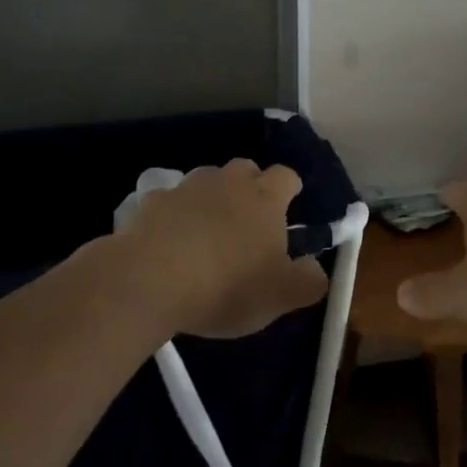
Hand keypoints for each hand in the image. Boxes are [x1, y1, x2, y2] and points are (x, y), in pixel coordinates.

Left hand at [119, 160, 328, 338]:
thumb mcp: (280, 296)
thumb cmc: (226, 285)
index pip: (287, 176)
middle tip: (248, 223)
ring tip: (207, 233)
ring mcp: (188, 188)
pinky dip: (174, 216)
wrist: (150, 280)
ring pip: (207, 182)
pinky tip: (169, 243)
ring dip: (211, 199)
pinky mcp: (152, 202)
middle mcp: (229, 182)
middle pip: (246, 170)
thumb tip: (317, 270)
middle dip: (250, 188)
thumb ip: (308, 281)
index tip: (289, 209)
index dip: (290, 190)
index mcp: (265, 198)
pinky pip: (170, 202)